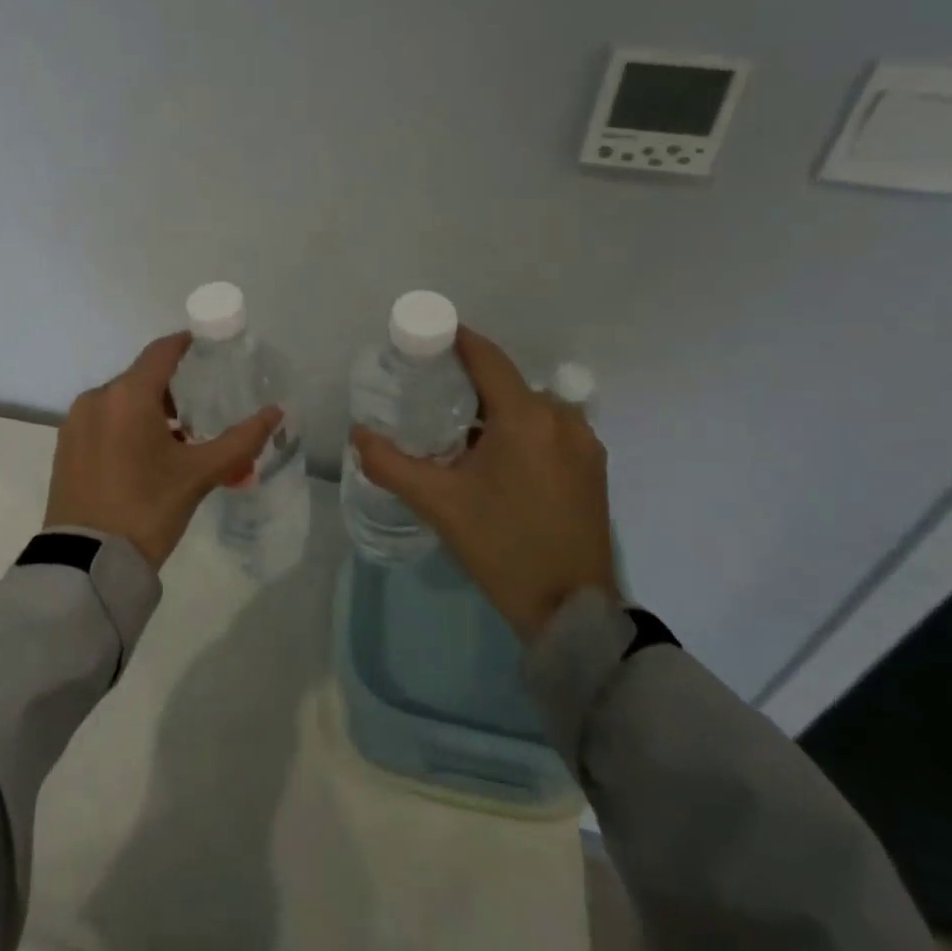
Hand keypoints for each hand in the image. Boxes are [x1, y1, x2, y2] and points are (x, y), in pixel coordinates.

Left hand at [44, 332, 282, 569]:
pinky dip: (124, 426)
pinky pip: (102, 421)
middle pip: (140, 378)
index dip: (186, 344)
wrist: (88, 562)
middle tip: (198, 411)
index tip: (207, 346)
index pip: (161, 352)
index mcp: (128, 395)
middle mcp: (97, 398)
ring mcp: (75, 422)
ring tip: (174, 440)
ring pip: (120, 401)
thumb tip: (276, 413)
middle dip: (171, 388)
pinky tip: (142, 456)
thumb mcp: (199, 474)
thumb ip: (241, 441)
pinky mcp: (65, 446)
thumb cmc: (148, 509)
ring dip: (147, 410)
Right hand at [352, 327, 616, 638]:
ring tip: (458, 432)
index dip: (454, 340)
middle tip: (427, 396)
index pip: (486, 357)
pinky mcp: (593, 467)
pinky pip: (549, 429)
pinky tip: (495, 459)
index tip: (422, 341)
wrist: (572, 610)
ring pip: (529, 406)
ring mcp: (585, 443)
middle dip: (467, 382)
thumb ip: (391, 464)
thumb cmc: (502, 547)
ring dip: (494, 410)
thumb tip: (358, 434)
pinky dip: (519, 430)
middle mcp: (562, 418)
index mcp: (527, 418)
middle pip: (506, 382)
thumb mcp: (438, 504)